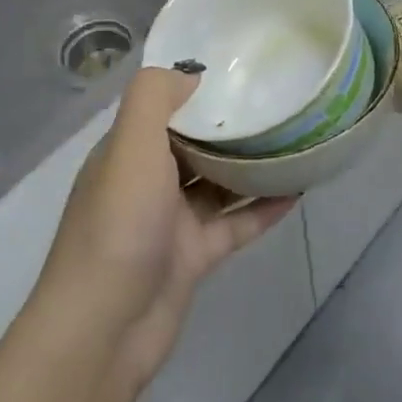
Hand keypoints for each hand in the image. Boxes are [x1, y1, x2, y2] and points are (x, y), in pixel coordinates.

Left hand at [33, 68, 295, 389]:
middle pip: (196, 143)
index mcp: (127, 153)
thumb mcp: (130, 148)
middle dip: (232, 125)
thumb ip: (154, 100)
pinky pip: (236, 222)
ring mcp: (172, 222)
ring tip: (296, 138)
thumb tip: (192, 76)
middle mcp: (148, 182)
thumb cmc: (118, 227)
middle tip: (280, 100)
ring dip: (253, 164)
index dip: (200, 90)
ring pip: (219, 183)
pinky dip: (263, 207)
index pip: (165, 109)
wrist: (104, 330)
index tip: (244, 71)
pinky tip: (298, 189)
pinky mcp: (195, 256)